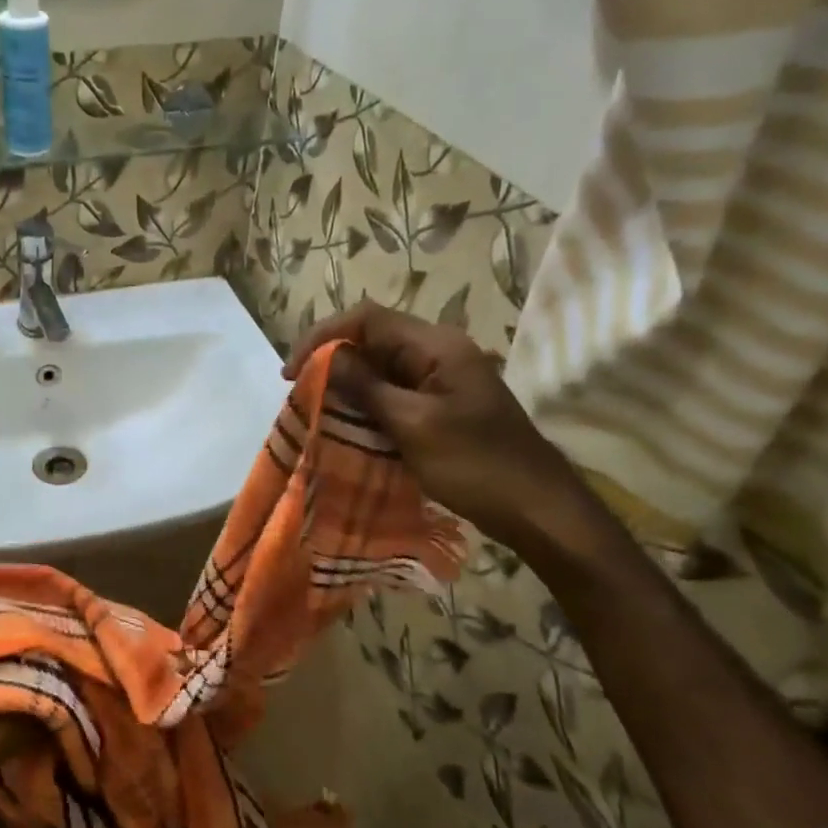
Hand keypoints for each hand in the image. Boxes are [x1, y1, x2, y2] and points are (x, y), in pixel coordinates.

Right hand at [283, 303, 599, 554]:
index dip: (323, 337)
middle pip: (371, 340)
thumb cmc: (476, 464)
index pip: (366, 319)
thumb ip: (367, 388)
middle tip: (299, 396)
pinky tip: (344, 427)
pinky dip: (364, 405)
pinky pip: (391, 393)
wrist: (536, 507)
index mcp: (436, 346)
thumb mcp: (413, 425)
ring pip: (378, 368)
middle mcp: (436, 352)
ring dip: (344, 386)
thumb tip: (325, 359)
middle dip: (330, 362)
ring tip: (314, 412)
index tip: (291, 374)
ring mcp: (439, 379)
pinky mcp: (437, 405)